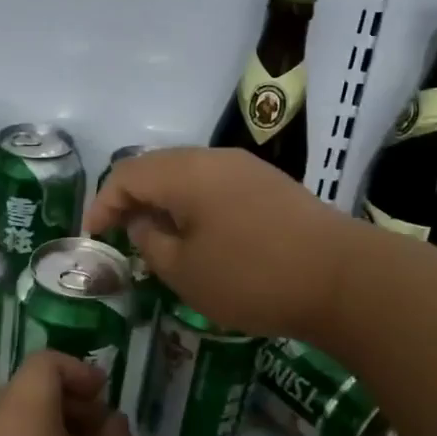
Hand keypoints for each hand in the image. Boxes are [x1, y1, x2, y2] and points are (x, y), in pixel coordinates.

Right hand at [84, 147, 354, 339]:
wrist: (342, 277)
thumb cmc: (252, 276)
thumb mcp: (185, 271)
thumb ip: (151, 242)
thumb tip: (142, 222)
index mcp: (185, 172)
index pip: (126, 174)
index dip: (102, 203)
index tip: (93, 236)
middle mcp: (213, 158)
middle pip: (157, 166)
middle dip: (132, 198)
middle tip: (121, 233)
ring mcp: (246, 167)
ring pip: (188, 174)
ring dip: (165, 201)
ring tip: (158, 237)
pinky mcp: (270, 184)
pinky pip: (215, 184)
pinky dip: (194, 204)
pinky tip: (201, 235)